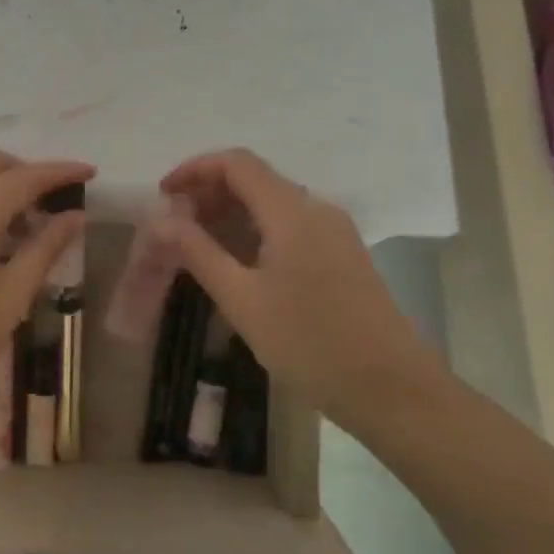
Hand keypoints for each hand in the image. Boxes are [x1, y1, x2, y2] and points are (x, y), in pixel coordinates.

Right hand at [159, 148, 439, 425]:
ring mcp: (333, 232)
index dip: (194, 169)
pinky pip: (287, 226)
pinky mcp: (340, 255)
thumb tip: (160, 220)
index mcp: (292, 211)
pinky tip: (233, 264)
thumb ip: (197, 252)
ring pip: (270, 204)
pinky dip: (252, 232)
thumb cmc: (310, 343)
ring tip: (194, 247)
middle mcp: (315, 209)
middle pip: (254, 179)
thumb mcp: (242, 299)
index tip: (162, 196)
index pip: (236, 163)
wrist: (393, 390)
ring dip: (228, 214)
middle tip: (173, 227)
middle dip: (208, 193)